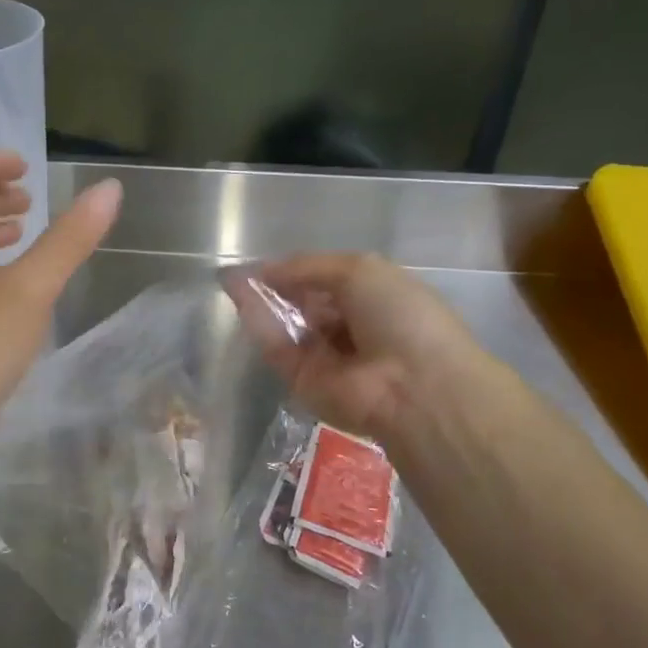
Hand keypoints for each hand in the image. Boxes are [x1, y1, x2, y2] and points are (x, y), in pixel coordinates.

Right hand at [227, 252, 493, 449]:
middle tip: (245, 272)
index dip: (298, 270)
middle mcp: (350, 328)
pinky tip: (240, 297)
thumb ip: (309, 266)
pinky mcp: (303, 382)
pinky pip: (278, 348)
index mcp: (374, 299)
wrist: (414, 386)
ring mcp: (326, 358)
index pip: (328, 282)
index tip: (268, 261)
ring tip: (233, 280)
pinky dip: (260, 323)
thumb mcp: (360, 270)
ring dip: (261, 302)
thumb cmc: (400, 316)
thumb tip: (265, 269)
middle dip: (276, 286)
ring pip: (287, 326)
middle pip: (304, 304)